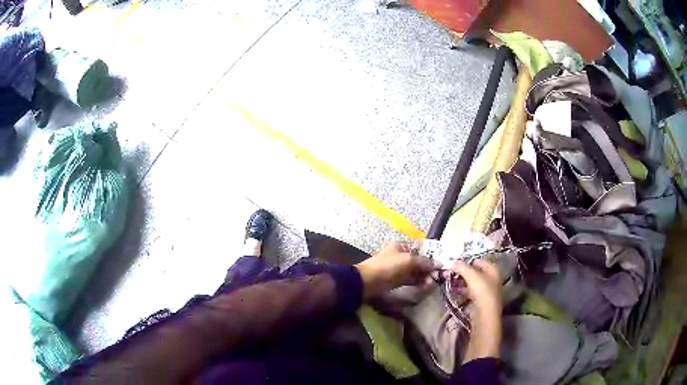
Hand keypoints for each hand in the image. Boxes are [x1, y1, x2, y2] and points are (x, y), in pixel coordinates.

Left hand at [355, 242, 436, 298]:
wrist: (366, 282)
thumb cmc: (387, 267)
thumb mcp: (407, 261)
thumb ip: (424, 262)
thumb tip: (439, 263)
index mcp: (401, 246)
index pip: (420, 248)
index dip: (431, 254)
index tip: (442, 262)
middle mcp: (401, 256)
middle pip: (419, 260)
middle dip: (429, 267)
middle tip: (440, 275)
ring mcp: (398, 269)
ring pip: (416, 271)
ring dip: (425, 276)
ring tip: (433, 282)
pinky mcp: (396, 280)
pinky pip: (411, 280)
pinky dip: (418, 282)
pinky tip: (426, 285)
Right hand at [450, 259, 502, 360]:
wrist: (485, 316)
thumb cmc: (482, 292)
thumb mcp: (471, 276)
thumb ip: (461, 267)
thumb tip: (451, 261)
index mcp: (493, 269)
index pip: (479, 260)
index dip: (467, 261)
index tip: (454, 264)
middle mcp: (492, 278)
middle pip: (475, 272)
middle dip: (463, 272)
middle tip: (450, 273)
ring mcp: (487, 291)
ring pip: (472, 282)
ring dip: (462, 282)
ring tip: (450, 282)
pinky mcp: (481, 301)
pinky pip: (471, 292)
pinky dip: (463, 291)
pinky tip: (455, 292)